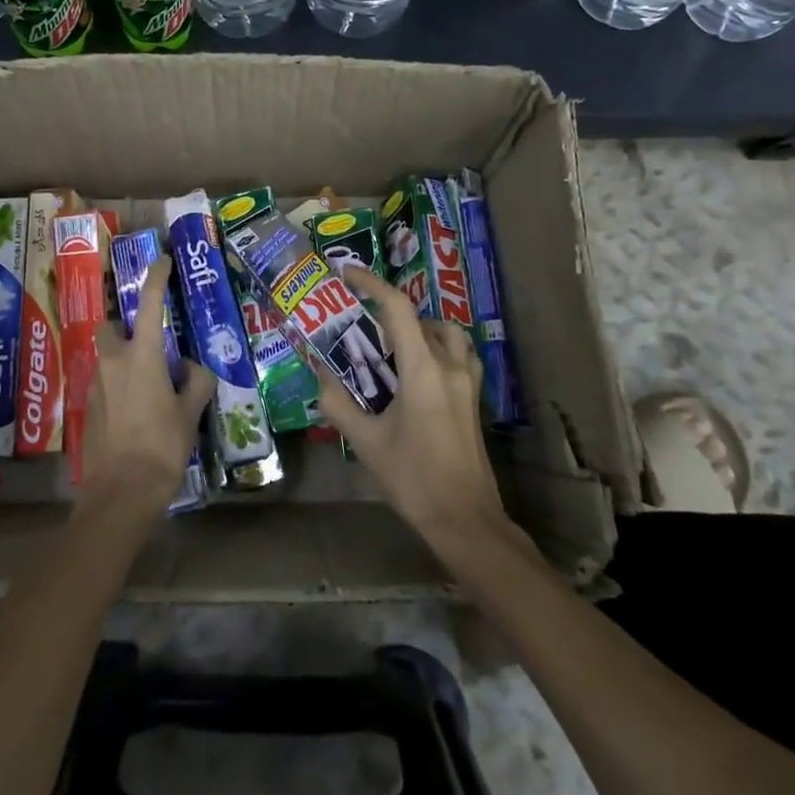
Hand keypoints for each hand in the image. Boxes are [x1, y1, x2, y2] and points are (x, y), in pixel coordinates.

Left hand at [79, 257, 214, 524]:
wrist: (120, 492)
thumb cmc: (161, 446)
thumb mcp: (190, 412)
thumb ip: (195, 381)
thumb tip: (192, 368)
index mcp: (141, 357)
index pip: (149, 304)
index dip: (156, 278)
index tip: (162, 260)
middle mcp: (113, 363)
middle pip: (111, 328)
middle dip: (125, 326)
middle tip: (149, 342)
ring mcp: (96, 386)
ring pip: (106, 357)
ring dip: (123, 358)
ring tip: (150, 381)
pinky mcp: (89, 408)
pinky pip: (104, 383)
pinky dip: (119, 384)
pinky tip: (138, 409)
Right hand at [311, 266, 507, 553]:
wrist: (464, 518)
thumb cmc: (413, 478)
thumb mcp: (366, 442)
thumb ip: (338, 404)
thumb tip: (319, 376)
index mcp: (422, 370)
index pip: (397, 308)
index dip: (371, 284)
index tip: (347, 275)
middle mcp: (449, 365)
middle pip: (422, 318)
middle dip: (391, 314)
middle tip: (364, 329)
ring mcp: (468, 381)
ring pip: (447, 333)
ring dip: (421, 329)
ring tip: (394, 348)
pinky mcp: (475, 398)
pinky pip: (460, 354)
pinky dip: (440, 348)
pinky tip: (421, 372)